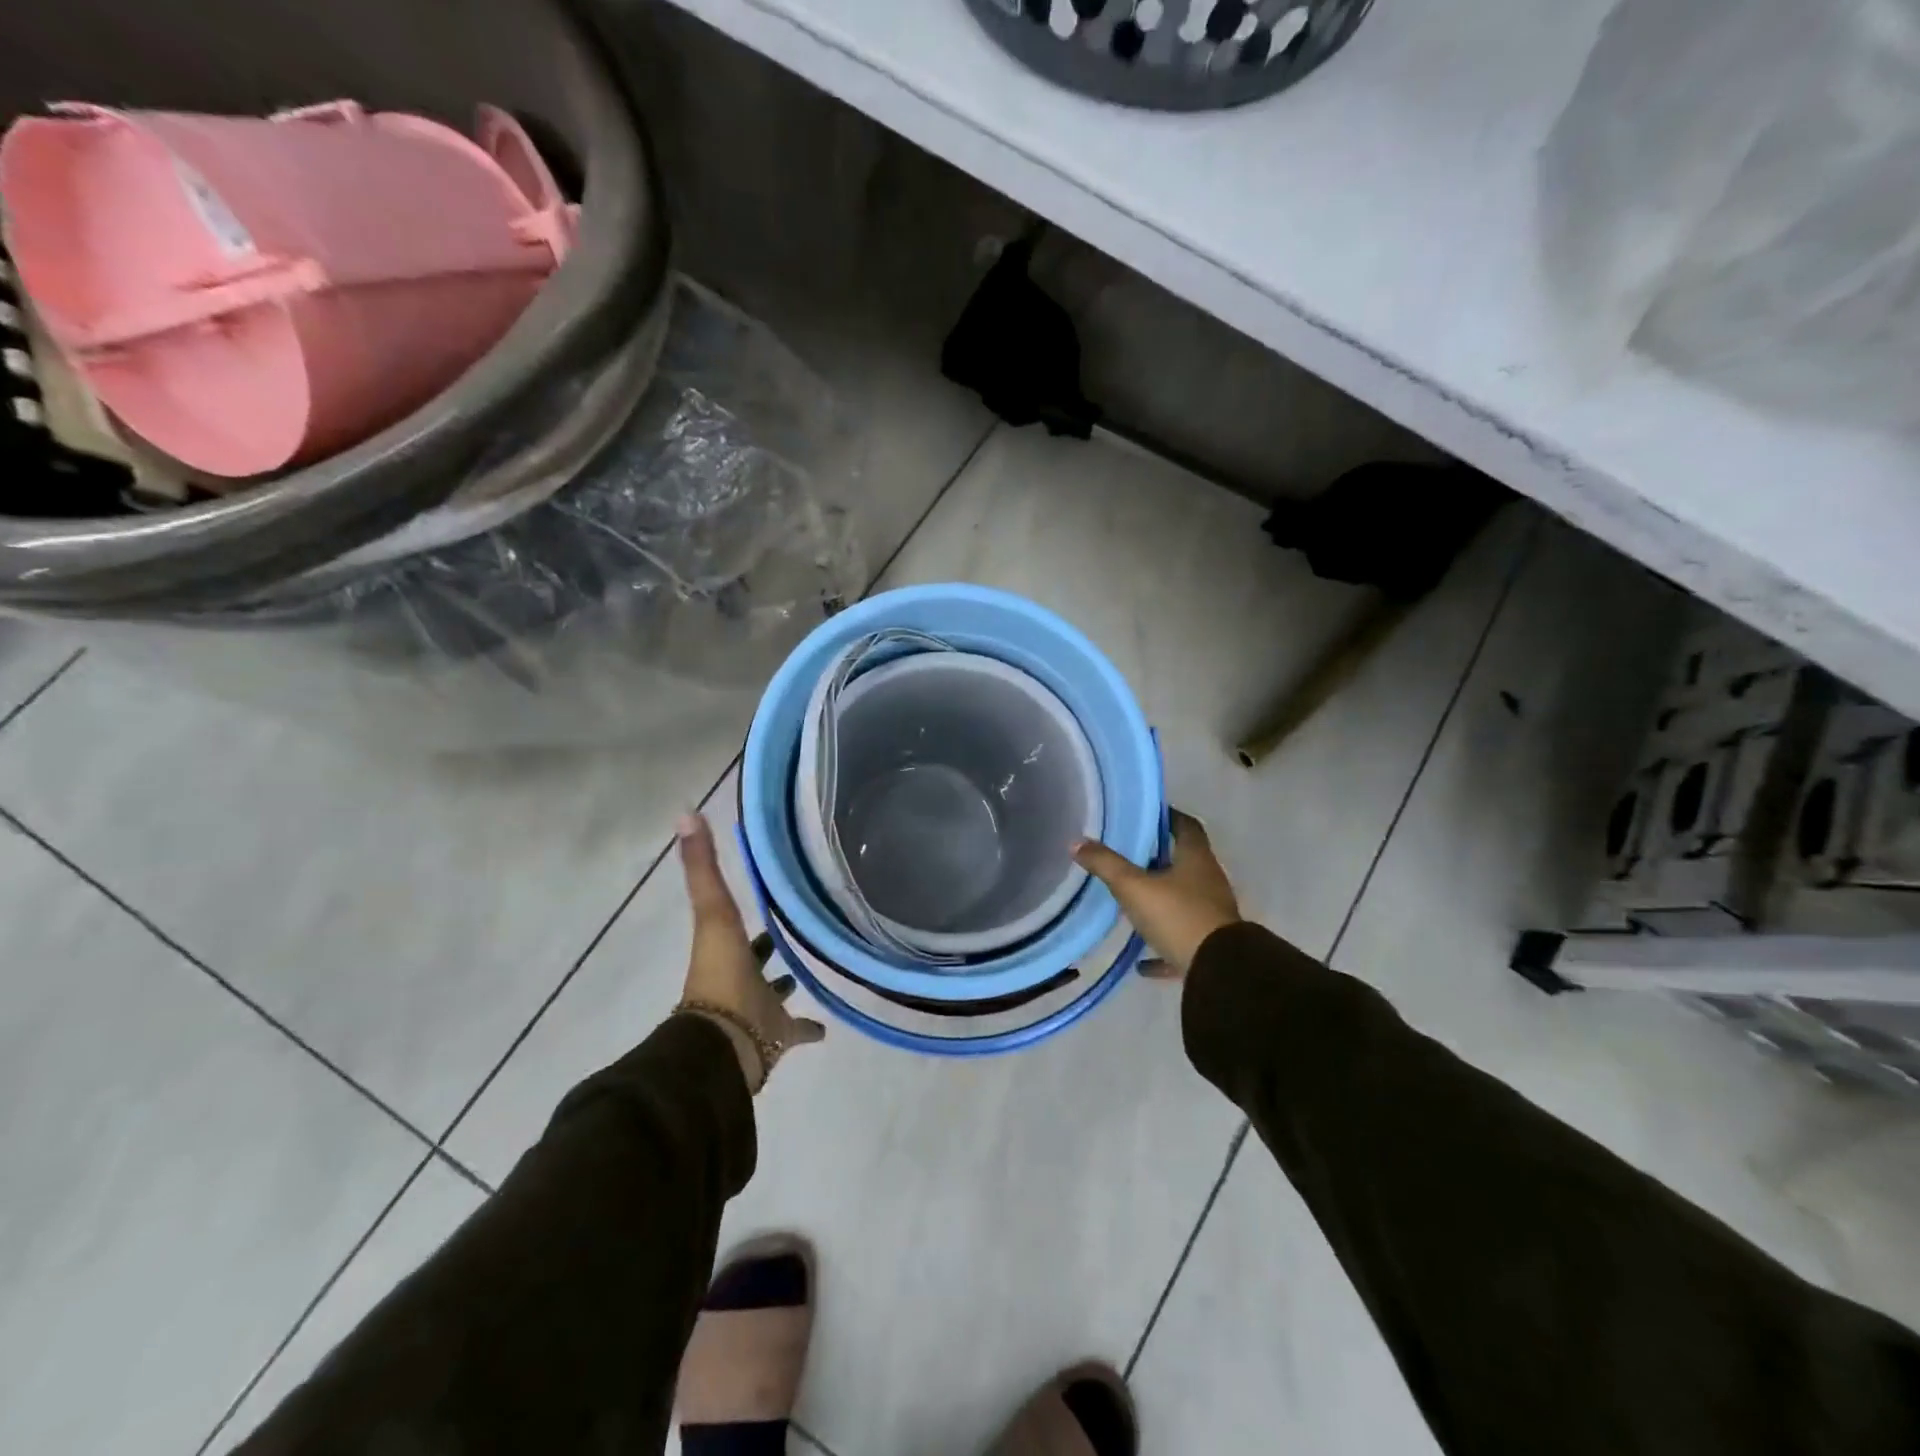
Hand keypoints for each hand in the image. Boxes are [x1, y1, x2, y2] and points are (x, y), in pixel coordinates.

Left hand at [677, 813, 823, 1090]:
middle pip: (755, 960)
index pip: (734, 924)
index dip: (743, 910)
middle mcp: (741, 978)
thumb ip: (702, 866)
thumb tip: (685, 812)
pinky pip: (797, 1032)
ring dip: (785, 985)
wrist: (727, 1045)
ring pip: (774, 995)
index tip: (763, 895)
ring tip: (808, 971)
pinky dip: (810, 1028)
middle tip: (790, 932)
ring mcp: (760, 1010)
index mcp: (726, 951)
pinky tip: (828, 1027)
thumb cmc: (722, 975)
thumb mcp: (713, 912)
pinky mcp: (780, 1038)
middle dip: (767, 948)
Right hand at [1073, 810, 1241, 977]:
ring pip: (1183, 900)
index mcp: (1196, 859)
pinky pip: (1181, 940)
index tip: (1146, 815)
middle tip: (1128, 855)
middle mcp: (1208, 882)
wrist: (1218, 971)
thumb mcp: (1134, 887)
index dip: (1168, 816)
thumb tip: (1077, 842)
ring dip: (1161, 899)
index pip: (1186, 826)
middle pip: (1185, 862)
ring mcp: (1211, 915)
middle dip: (1159, 858)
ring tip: (1132, 902)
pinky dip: (1162, 945)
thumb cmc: (1178, 916)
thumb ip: (1106, 864)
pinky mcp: (1208, 946)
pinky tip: (1141, 962)